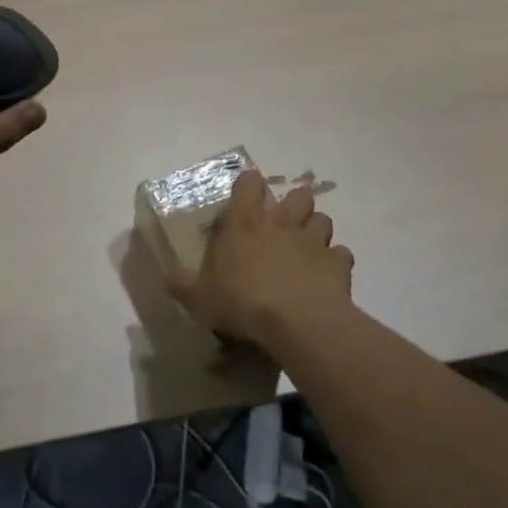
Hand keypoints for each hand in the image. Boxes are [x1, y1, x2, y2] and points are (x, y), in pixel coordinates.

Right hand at [164, 171, 353, 349]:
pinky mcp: (338, 264)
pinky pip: (341, 255)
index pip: (249, 183)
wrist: (298, 324)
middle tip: (283, 222)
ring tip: (307, 247)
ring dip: (315, 229)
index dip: (249, 185)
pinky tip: (326, 276)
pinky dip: (335, 262)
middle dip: (293, 203)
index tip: (246, 196)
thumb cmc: (242, 301)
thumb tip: (166, 275)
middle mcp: (281, 222)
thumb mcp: (198, 297)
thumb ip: (180, 283)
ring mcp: (314, 241)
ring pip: (323, 219)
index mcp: (245, 221)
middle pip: (297, 194)